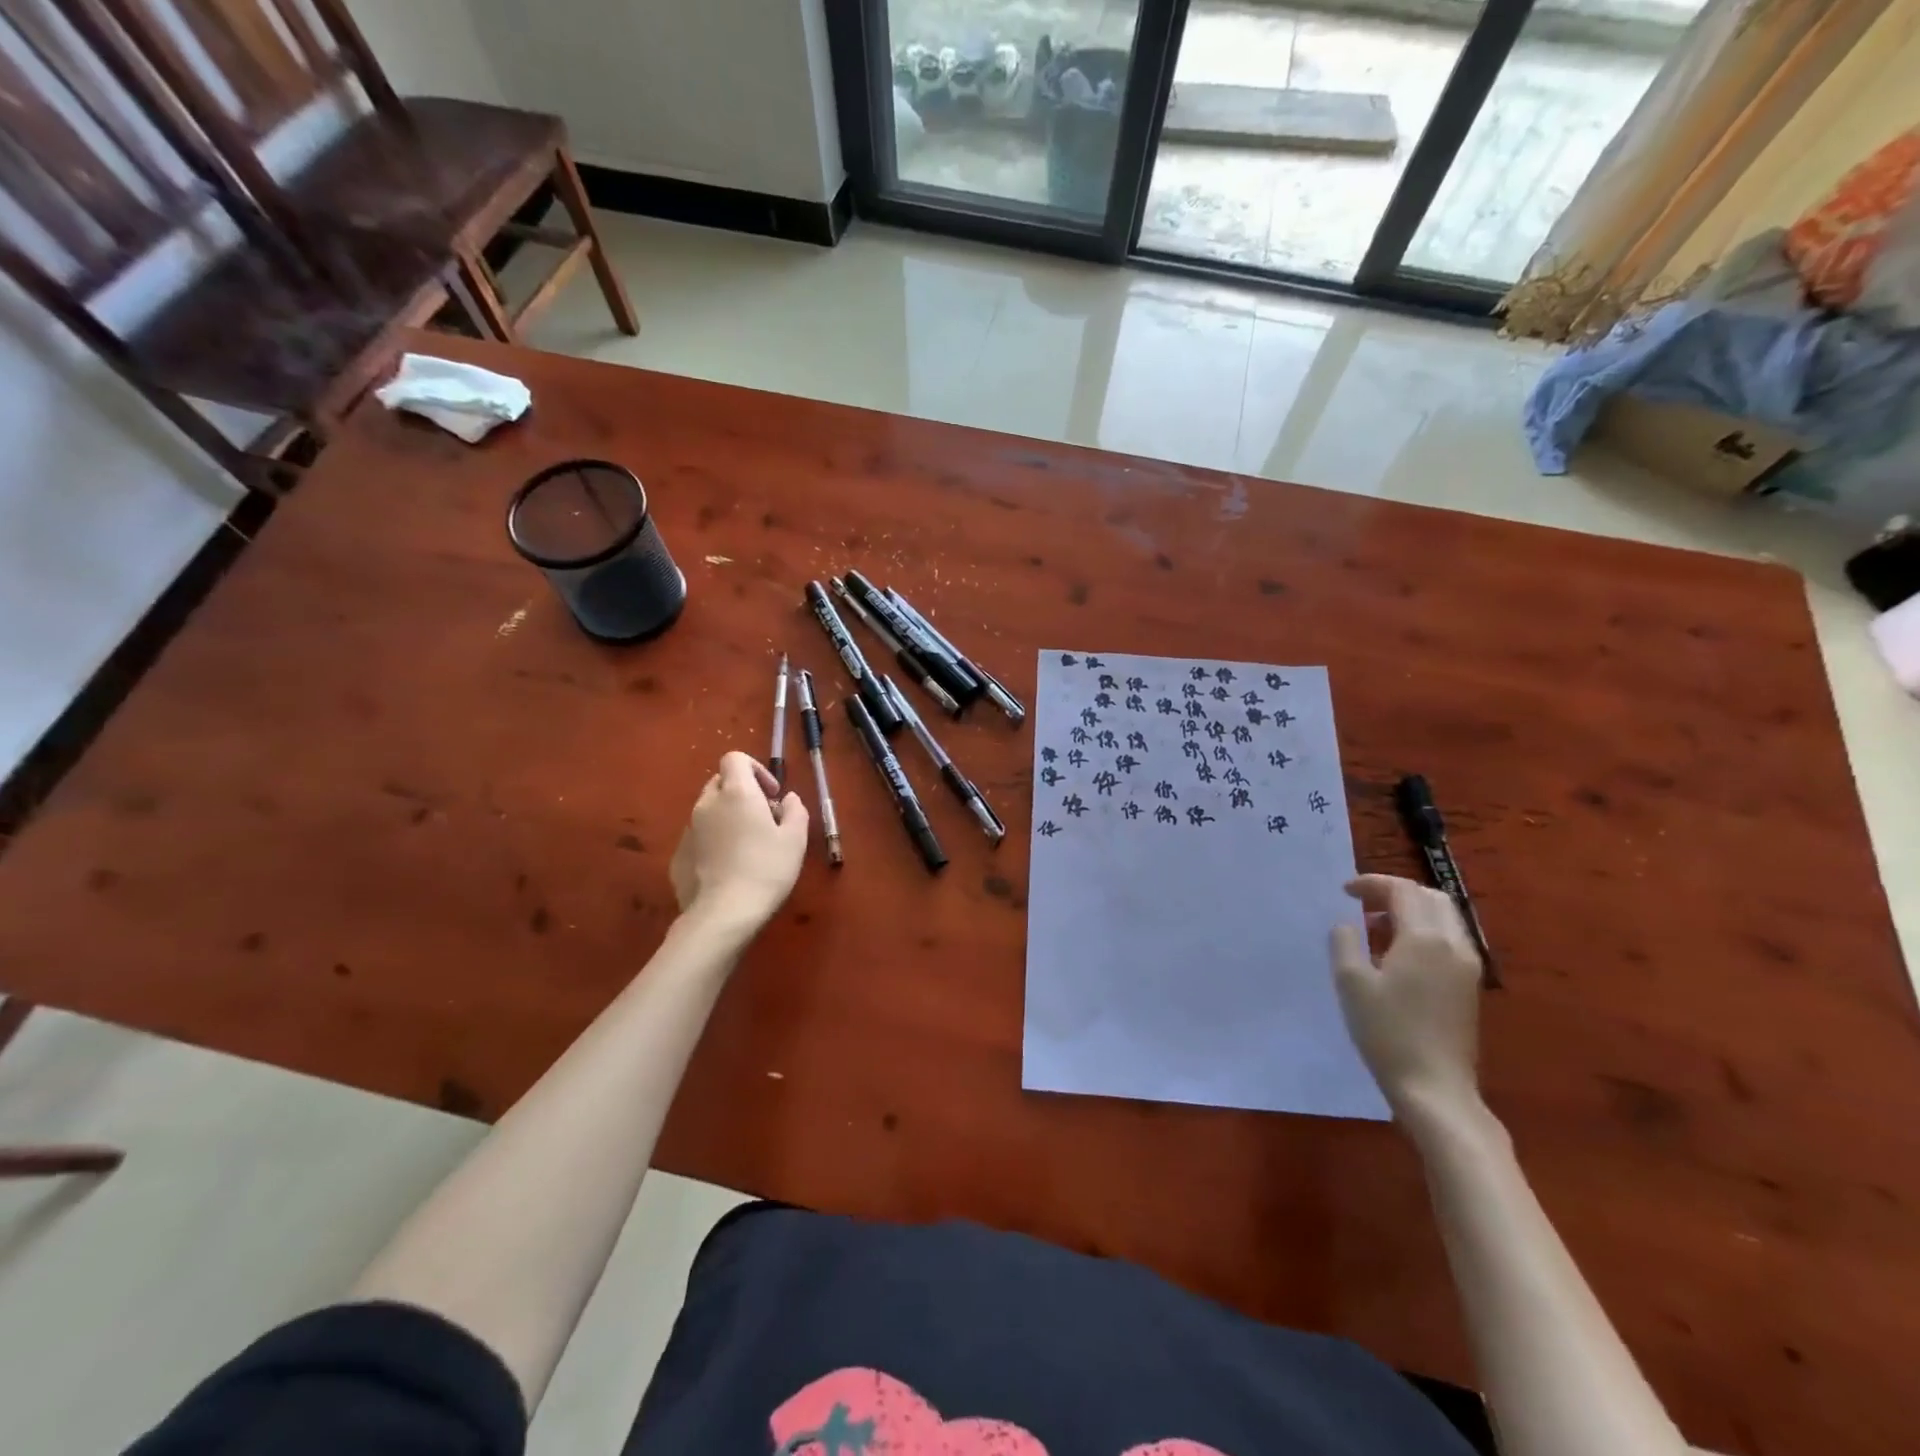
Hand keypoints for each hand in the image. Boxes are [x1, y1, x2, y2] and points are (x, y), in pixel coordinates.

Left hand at [669, 752, 808, 934]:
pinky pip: (698, 837)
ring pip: (708, 811)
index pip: (735, 758)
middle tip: (762, 820)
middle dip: (741, 793)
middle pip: (720, 782)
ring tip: (745, 847)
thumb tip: (787, 799)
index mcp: (736, 792)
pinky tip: (727, 868)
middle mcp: (707, 803)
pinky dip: (713, 842)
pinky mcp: (678, 855)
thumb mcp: (795, 839)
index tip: (771, 795)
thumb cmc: (766, 869)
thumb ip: (795, 810)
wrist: (723, 914)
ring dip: (726, 818)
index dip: (755, 769)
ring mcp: (688, 830)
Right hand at [1330, 874, 1483, 1126]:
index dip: (1372, 883)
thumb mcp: (1351, 982)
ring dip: (1412, 909)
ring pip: (1445, 917)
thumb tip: (1348, 924)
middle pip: (1431, 897)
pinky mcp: (1470, 985)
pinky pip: (1450, 938)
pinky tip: (1399, 952)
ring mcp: (1467, 966)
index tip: (1344, 891)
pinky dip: (1425, 929)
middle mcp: (1454, 944)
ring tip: (1376, 924)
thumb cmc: (1387, 1032)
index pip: (1403, 891)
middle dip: (1396, 891)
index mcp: (1425, 938)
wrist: (1434, 1087)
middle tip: (1362, 901)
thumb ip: (1345, 941)